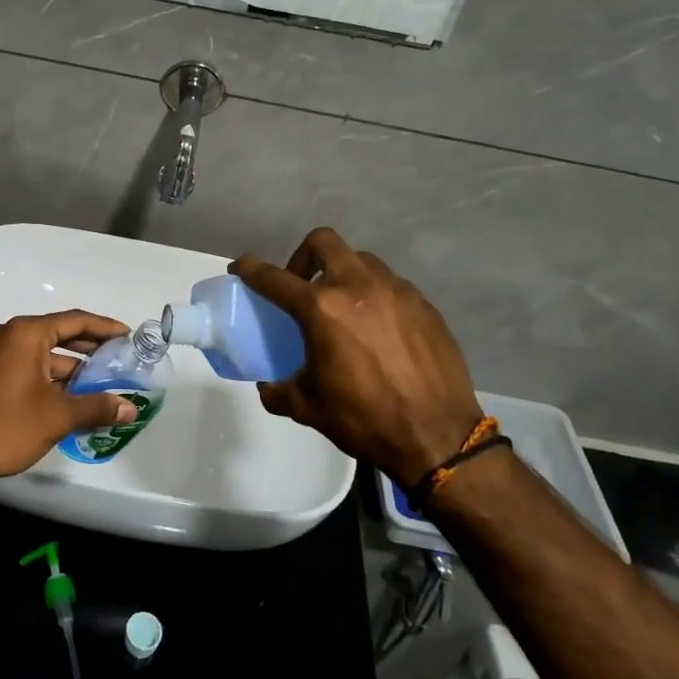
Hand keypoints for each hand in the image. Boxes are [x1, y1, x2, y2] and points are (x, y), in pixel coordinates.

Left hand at [0, 311, 137, 478]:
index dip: (104, 328)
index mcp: (25, 334)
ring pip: (41, 354)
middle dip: (88, 348)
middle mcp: (7, 335)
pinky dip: (48, 377)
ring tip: (100, 384)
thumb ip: (97, 406)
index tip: (127, 336)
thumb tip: (130, 408)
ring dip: (69, 368)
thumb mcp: (57, 416)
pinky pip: (25, 366)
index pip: (74, 321)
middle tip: (117, 359)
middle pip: (57, 334)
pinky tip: (70, 396)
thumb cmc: (7, 425)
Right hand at [232, 228, 486, 485]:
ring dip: (342, 273)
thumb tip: (269, 385)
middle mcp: (357, 286)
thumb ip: (278, 390)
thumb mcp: (308, 407)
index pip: (274, 278)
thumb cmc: (364, 419)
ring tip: (343, 307)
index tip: (241, 268)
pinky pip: (391, 284)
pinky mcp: (424, 304)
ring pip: (360, 260)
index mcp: (321, 308)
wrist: (438, 436)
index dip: (251, 269)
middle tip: (302, 286)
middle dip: (303, 255)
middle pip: (322, 242)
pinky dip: (374, 295)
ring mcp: (395, 290)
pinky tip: (378, 328)